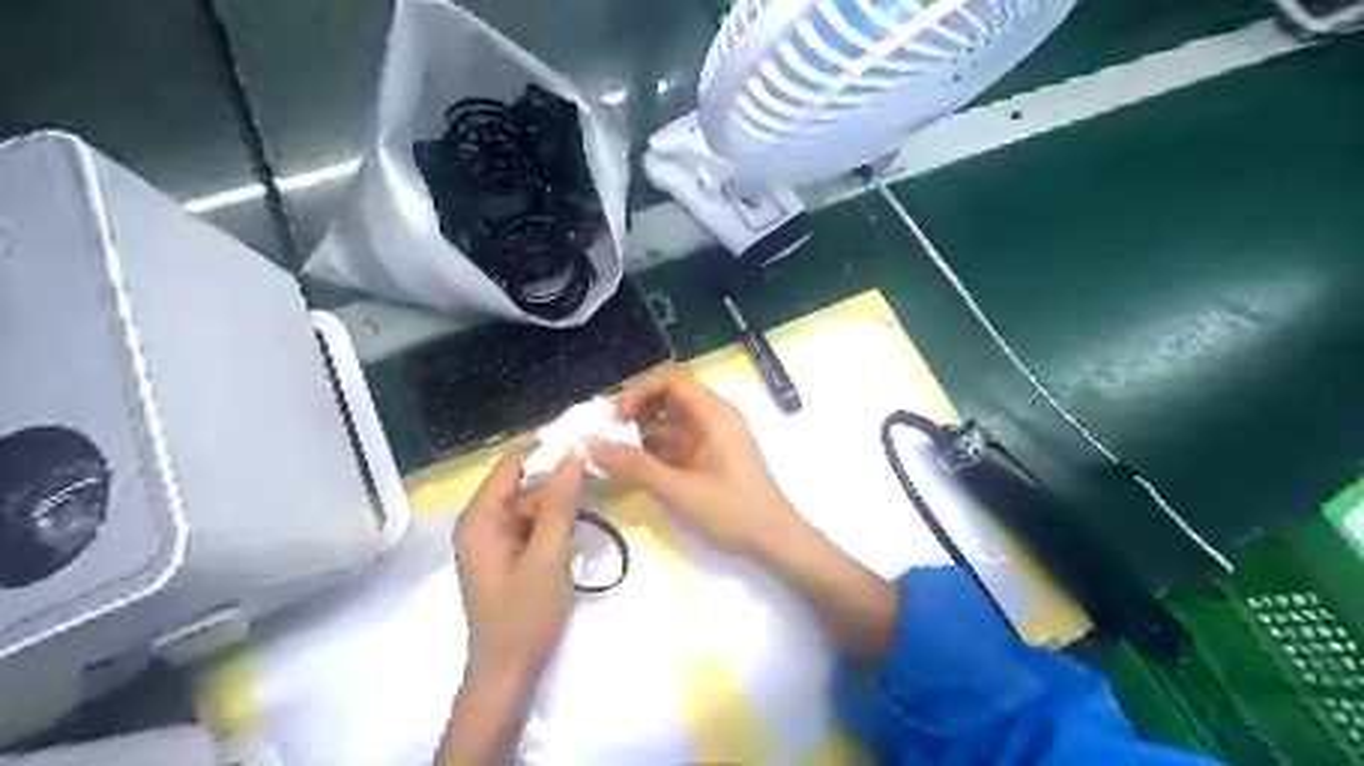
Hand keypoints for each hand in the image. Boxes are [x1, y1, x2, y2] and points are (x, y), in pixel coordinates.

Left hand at [457, 453, 584, 678]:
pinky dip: (554, 524)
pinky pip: (532, 525)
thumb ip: (560, 503)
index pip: (512, 463)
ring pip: (532, 505)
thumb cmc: (524, 615)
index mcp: (480, 518)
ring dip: (560, 506)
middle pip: (524, 484)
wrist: (509, 672)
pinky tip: (576, 532)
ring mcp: (494, 539)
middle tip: (599, 480)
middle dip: (558, 483)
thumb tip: (574, 453)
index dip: (546, 450)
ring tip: (592, 510)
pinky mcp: (507, 554)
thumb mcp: (548, 554)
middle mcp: (482, 522)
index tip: (585, 443)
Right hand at [590, 369, 801, 558]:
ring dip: (645, 434)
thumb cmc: (732, 511)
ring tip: (619, 457)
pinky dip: (658, 450)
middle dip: (638, 413)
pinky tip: (639, 471)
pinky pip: (681, 442)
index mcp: (714, 414)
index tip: (616, 420)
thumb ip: (634, 466)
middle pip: (670, 398)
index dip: (639, 393)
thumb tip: (590, 445)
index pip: (671, 381)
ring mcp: (716, 438)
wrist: (775, 541)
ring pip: (673, 422)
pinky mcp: (715, 457)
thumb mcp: (678, 490)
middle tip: (612, 438)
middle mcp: (716, 418)